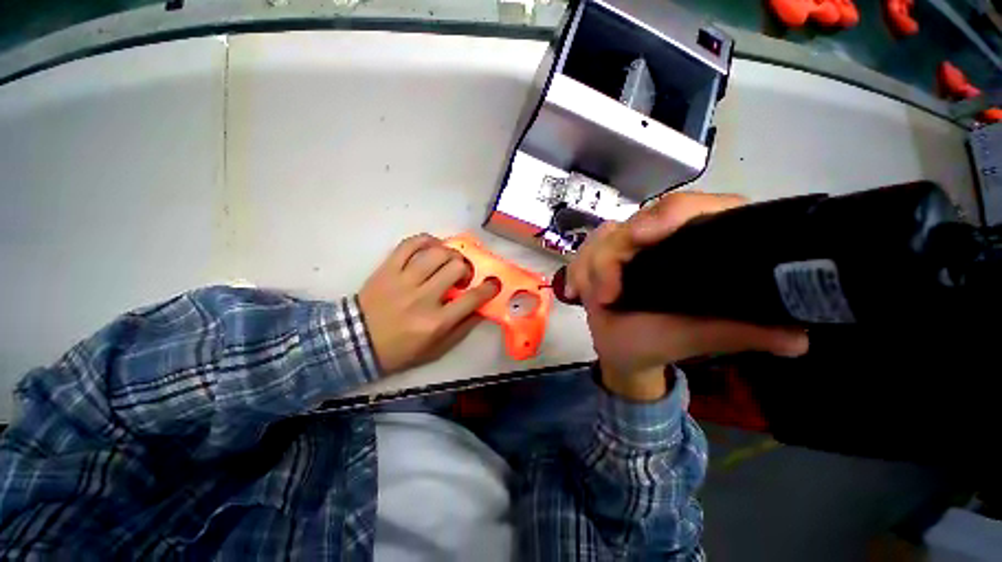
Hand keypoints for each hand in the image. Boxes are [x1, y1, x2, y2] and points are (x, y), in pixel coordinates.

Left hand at [359, 234, 500, 374]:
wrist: (356, 341)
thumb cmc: (400, 349)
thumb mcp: (436, 349)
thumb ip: (462, 329)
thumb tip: (481, 309)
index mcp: (436, 322)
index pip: (471, 298)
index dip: (489, 288)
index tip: (493, 283)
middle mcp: (422, 298)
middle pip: (456, 268)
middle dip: (466, 268)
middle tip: (463, 275)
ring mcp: (403, 280)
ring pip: (436, 253)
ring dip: (450, 254)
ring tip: (449, 261)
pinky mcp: (387, 269)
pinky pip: (409, 244)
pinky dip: (425, 239)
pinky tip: (433, 245)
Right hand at [564, 192, 809, 399]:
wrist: (623, 350)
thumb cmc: (662, 342)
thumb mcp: (700, 337)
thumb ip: (740, 332)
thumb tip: (798, 336)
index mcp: (699, 243)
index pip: (693, 207)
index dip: (669, 215)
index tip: (640, 238)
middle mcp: (664, 237)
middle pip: (635, 223)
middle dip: (612, 256)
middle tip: (607, 293)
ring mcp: (629, 244)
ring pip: (603, 237)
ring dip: (591, 268)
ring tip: (593, 299)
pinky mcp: (602, 254)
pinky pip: (583, 252)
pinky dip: (576, 271)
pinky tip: (576, 291)